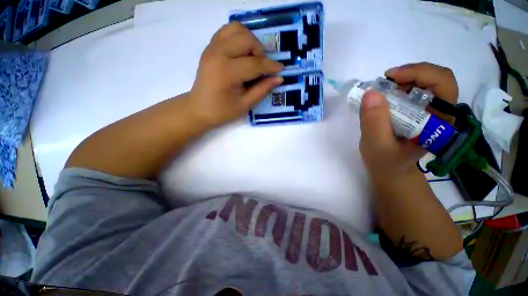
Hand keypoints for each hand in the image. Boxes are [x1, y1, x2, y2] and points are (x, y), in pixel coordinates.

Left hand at [188, 22, 283, 126]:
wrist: (199, 109)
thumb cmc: (222, 111)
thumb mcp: (245, 104)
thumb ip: (262, 89)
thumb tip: (278, 78)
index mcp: (227, 73)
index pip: (255, 64)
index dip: (270, 66)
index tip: (281, 69)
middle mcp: (218, 54)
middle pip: (246, 39)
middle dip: (260, 52)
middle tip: (261, 67)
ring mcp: (212, 48)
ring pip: (237, 29)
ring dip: (250, 41)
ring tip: (252, 58)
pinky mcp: (210, 47)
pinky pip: (227, 31)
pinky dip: (239, 37)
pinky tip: (242, 53)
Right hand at [360, 62, 457, 177]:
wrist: (390, 170)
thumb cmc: (385, 161)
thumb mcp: (376, 145)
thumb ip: (374, 122)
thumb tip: (371, 93)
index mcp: (438, 122)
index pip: (443, 84)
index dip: (419, 73)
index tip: (390, 77)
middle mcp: (440, 113)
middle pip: (437, 78)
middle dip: (410, 73)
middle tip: (385, 81)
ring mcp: (430, 111)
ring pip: (426, 81)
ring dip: (404, 79)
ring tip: (383, 89)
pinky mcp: (419, 112)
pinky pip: (415, 90)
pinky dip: (399, 86)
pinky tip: (386, 95)